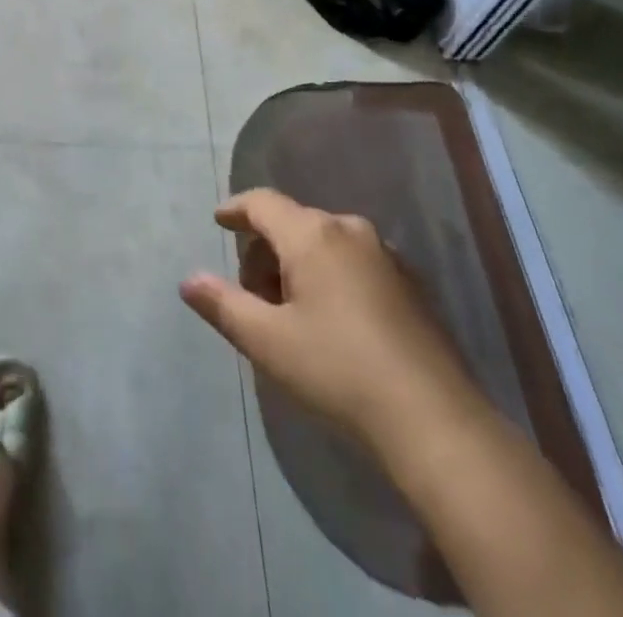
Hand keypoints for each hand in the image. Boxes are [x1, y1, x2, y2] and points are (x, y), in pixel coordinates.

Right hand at [180, 188, 475, 449]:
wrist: (434, 419)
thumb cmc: (338, 370)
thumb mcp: (268, 341)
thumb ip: (223, 304)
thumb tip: (188, 280)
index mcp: (313, 234)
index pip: (263, 203)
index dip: (236, 209)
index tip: (219, 220)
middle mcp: (349, 230)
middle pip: (293, 223)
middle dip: (265, 250)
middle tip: (252, 295)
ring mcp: (386, 256)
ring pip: (324, 243)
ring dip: (297, 265)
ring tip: (288, 313)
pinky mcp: (410, 284)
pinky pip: (353, 262)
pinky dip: (329, 276)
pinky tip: (330, 321)